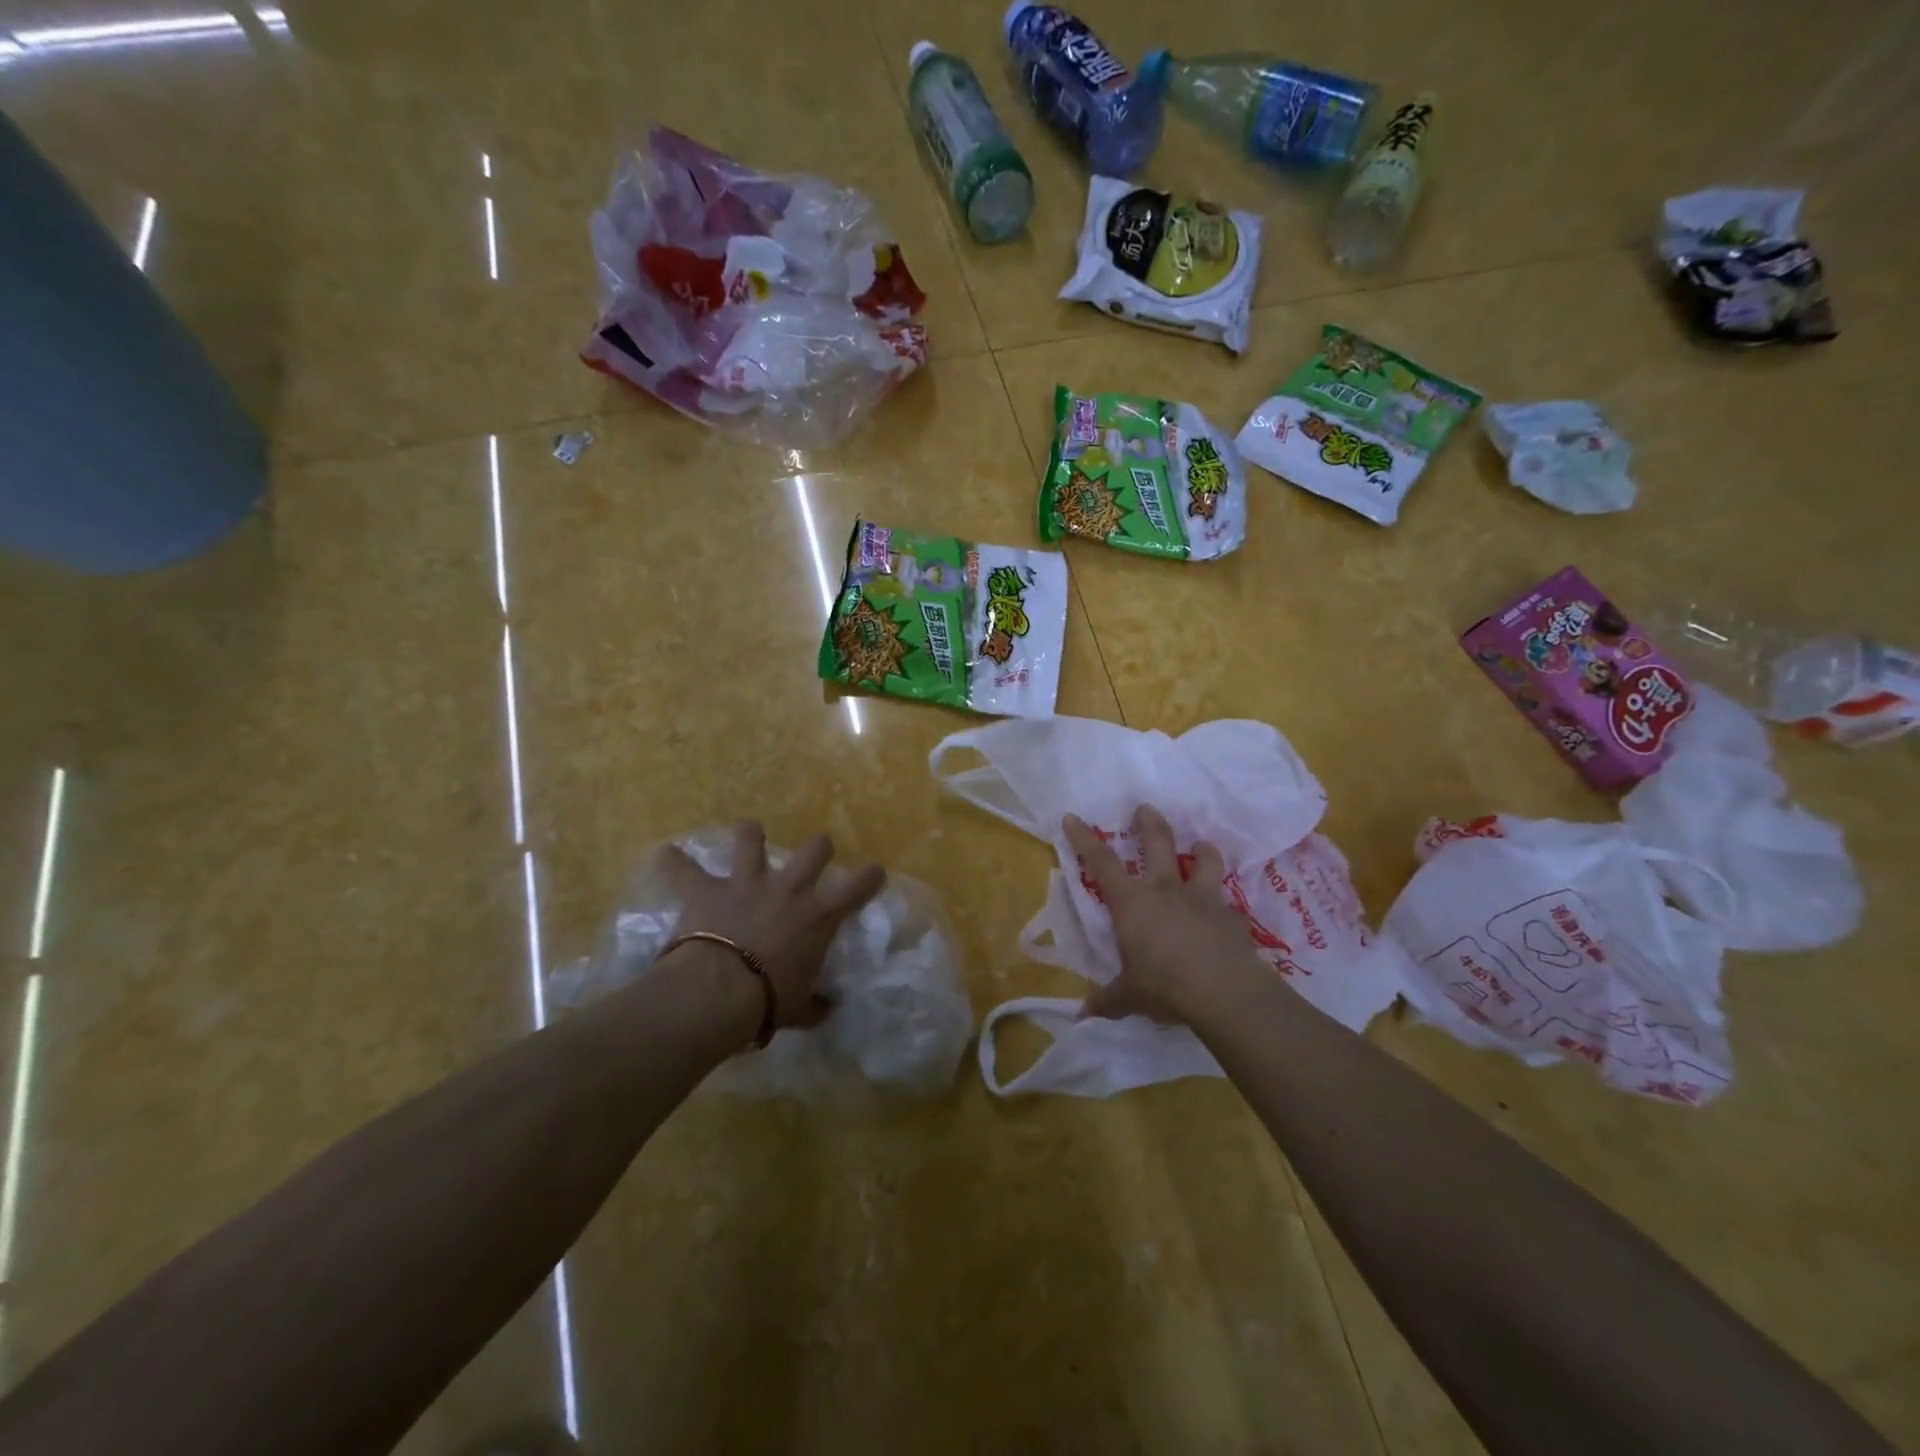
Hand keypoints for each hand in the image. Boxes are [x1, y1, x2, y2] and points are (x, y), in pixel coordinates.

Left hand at [661, 822, 884, 1030]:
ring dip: (750, 834)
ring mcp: (747, 883)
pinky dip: (675, 862)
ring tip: (749, 832)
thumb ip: (815, 1005)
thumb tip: (828, 1008)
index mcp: (818, 916)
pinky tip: (667, 854)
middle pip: (815, 849)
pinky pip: (684, 869)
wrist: (719, 992)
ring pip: (751, 839)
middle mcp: (789, 889)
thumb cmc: (768, 1001)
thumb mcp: (799, 1009)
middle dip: (820, 848)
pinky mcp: (707, 890)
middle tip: (818, 854)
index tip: (874, 871)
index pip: (857, 887)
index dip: (870, 876)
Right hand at [1065, 805, 1267, 1027]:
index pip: (1101, 862)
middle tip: (1144, 808)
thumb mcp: (1129, 996)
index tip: (1072, 817)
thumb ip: (1108, 1000)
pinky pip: (1229, 904)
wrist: (1224, 993)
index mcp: (1132, 903)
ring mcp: (1203, 900)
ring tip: (1201, 845)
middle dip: (1149, 823)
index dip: (1084, 838)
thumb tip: (1083, 1014)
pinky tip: (1227, 914)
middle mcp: (1166, 890)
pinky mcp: (1233, 918)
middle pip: (1157, 843)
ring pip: (1204, 861)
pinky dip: (1226, 905)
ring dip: (1202, 850)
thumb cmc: (1164, 987)